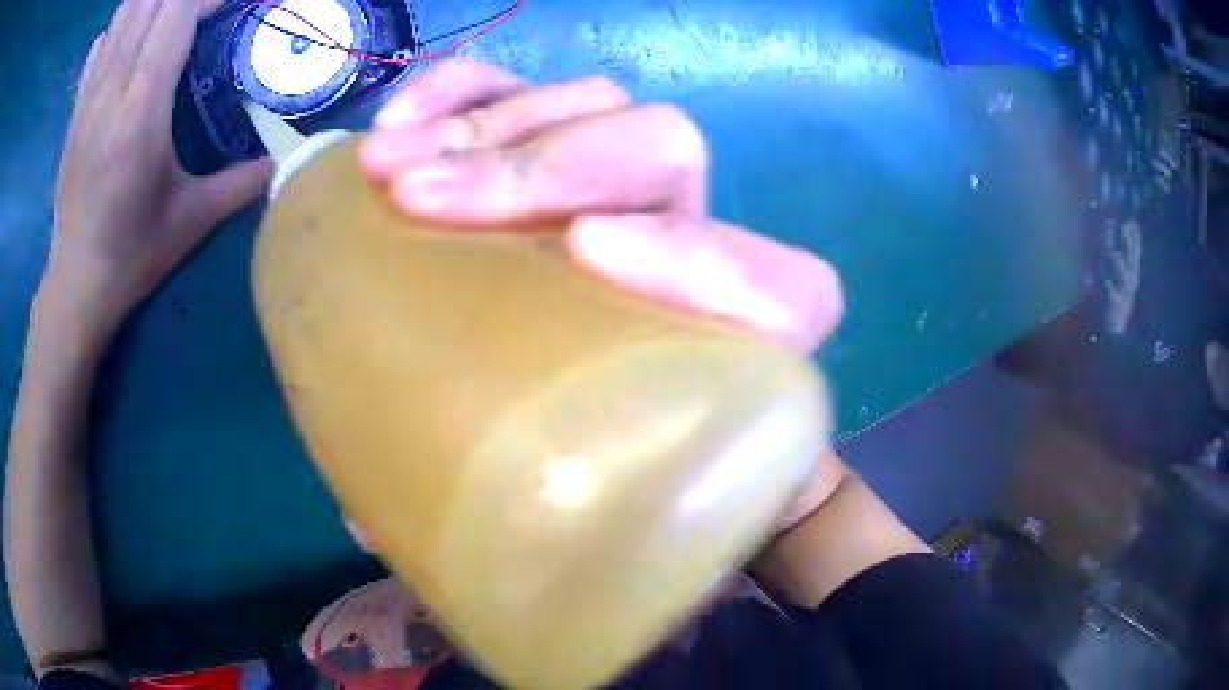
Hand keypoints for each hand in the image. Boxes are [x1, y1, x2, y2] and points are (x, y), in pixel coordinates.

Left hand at [43, 0, 270, 342]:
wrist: (75, 286)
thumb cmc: (131, 255)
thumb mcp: (192, 220)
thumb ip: (241, 181)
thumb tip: (286, 158)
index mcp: (140, 115)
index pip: (175, 17)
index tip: (231, 3)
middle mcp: (110, 93)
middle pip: (149, 4)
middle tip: (205, 8)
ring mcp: (88, 99)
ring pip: (123, 15)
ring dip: (152, 2)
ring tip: (174, 12)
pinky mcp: (76, 110)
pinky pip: (100, 43)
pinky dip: (123, 24)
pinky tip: (136, 36)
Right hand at [359, 59, 844, 532]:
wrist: (591, 402)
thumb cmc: (591, 460)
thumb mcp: (567, 511)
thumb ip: (499, 525)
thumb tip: (367, 525)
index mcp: (735, 346)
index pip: (787, 292)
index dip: (709, 264)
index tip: (586, 257)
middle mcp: (689, 242)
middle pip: (661, 149)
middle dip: (537, 167)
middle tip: (418, 201)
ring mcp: (621, 177)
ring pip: (591, 104)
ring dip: (479, 130)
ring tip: (382, 170)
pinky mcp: (555, 140)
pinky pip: (525, 87)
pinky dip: (462, 90)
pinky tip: (397, 122)